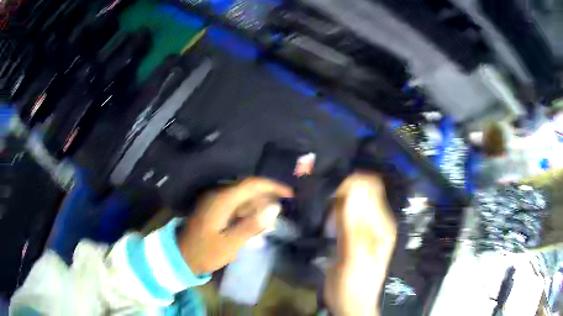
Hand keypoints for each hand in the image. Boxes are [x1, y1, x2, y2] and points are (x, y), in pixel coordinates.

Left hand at [178, 178, 292, 273]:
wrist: (182, 257)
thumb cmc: (206, 252)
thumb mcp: (231, 243)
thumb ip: (252, 225)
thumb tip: (275, 207)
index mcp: (222, 200)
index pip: (251, 184)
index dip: (272, 186)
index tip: (290, 194)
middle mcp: (218, 195)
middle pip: (248, 188)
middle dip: (268, 196)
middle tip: (285, 208)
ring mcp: (215, 201)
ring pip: (243, 197)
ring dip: (259, 205)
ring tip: (273, 220)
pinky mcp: (215, 209)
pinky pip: (236, 205)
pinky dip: (249, 212)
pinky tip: (257, 224)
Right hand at [324, 172, 396, 315]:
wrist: (351, 303)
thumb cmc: (355, 283)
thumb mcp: (354, 256)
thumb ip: (352, 225)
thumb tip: (349, 191)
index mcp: (382, 224)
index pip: (371, 187)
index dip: (351, 184)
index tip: (330, 191)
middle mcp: (375, 221)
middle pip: (362, 191)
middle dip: (343, 189)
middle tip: (323, 200)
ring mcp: (364, 227)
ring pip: (352, 200)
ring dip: (336, 199)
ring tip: (322, 208)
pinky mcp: (352, 234)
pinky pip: (343, 213)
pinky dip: (333, 210)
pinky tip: (324, 217)